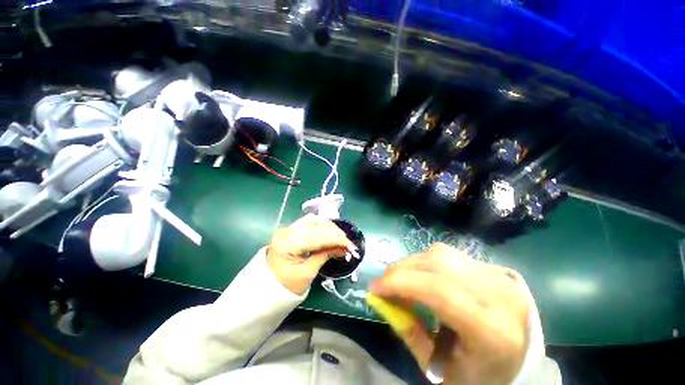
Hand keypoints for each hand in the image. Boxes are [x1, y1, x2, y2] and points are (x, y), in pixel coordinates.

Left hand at [267, 214, 356, 294]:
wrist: (266, 286)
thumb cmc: (285, 285)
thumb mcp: (307, 273)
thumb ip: (325, 255)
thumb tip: (342, 248)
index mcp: (287, 244)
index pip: (317, 237)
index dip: (336, 239)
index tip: (350, 245)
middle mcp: (287, 231)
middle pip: (316, 225)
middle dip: (335, 233)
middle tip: (348, 243)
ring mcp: (288, 228)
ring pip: (314, 220)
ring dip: (330, 227)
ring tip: (341, 237)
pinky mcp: (291, 229)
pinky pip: (310, 222)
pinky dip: (322, 226)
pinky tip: (330, 231)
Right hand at [370, 243, 530, 384]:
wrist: (519, 362)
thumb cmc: (479, 376)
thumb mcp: (439, 368)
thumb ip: (408, 330)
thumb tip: (381, 298)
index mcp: (493, 332)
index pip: (440, 292)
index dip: (402, 283)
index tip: (375, 287)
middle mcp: (499, 296)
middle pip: (437, 266)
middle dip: (402, 270)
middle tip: (384, 282)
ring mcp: (498, 276)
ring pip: (441, 254)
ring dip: (413, 263)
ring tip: (403, 279)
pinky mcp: (492, 268)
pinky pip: (449, 254)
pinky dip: (427, 261)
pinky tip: (424, 276)